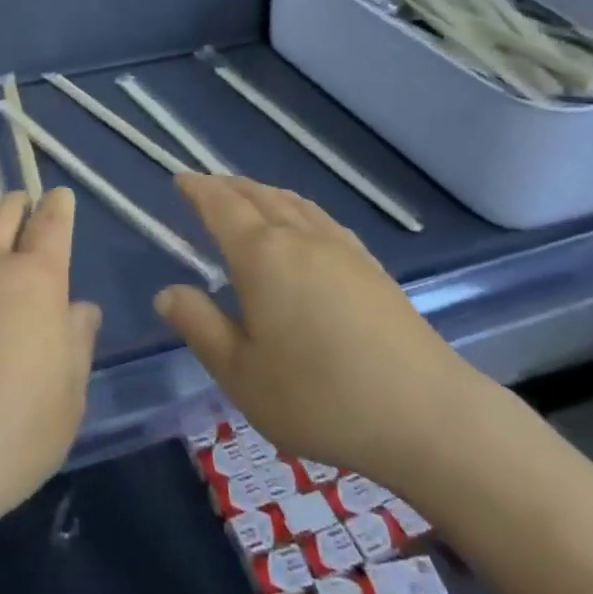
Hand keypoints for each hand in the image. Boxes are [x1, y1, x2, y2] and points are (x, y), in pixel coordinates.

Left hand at [0, 190, 99, 544]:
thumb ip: (76, 344)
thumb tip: (79, 309)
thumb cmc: (8, 436)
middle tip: (22, 203)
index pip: (50, 226)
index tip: (59, 197)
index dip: (58, 207)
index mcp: (34, 281)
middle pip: (1, 213)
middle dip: (16, 203)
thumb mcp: (67, 400)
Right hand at [154, 174, 492, 498]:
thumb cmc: (319, 397)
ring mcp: (341, 248)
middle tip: (207, 187)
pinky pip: (321, 218)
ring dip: (263, 192)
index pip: (221, 206)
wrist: (425, 414)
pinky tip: (304, 226)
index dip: (198, 190)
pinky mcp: (371, 266)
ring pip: (293, 202)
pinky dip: (297, 208)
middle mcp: (300, 238)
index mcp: (261, 256)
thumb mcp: (241, 373)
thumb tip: (166, 293)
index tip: (181, 179)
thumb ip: (200, 327)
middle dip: (228, 187)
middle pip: (258, 196)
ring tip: (249, 197)